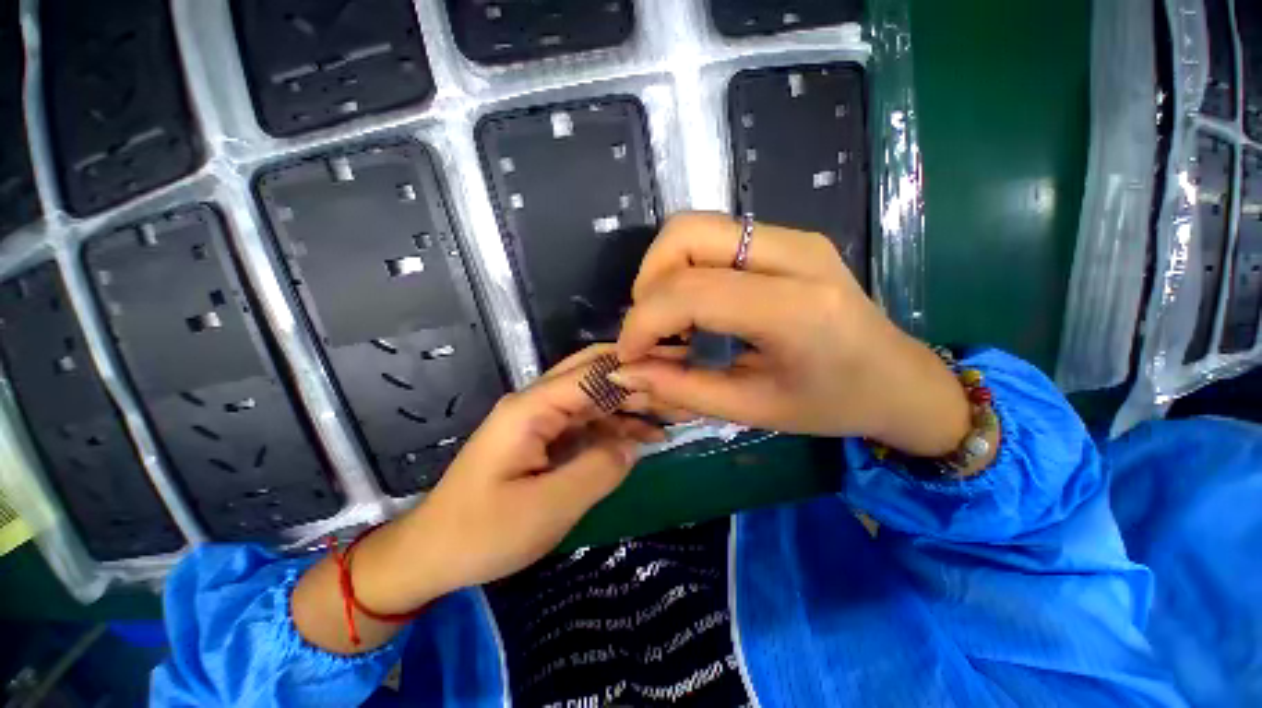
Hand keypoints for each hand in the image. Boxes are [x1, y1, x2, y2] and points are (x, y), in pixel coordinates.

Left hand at [293, 347, 662, 653]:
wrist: (431, 554)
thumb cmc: (482, 534)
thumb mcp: (546, 508)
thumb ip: (597, 470)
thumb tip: (633, 444)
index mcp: (531, 408)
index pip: (592, 373)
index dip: (634, 371)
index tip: (674, 374)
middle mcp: (537, 402)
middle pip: (592, 374)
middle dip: (634, 378)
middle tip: (676, 388)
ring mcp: (541, 419)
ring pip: (594, 397)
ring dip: (629, 403)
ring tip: (670, 415)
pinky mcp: (544, 438)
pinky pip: (587, 422)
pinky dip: (616, 426)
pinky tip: (643, 436)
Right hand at [611, 212, 971, 456]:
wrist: (899, 378)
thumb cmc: (832, 404)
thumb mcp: (753, 409)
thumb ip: (682, 388)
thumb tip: (627, 371)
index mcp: (795, 310)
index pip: (690, 291)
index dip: (642, 321)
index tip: (629, 354)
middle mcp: (795, 255)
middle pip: (686, 233)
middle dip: (648, 281)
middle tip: (650, 328)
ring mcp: (794, 237)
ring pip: (695, 226)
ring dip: (664, 270)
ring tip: (671, 319)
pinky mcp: (789, 237)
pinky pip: (715, 236)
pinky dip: (686, 266)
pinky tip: (697, 306)